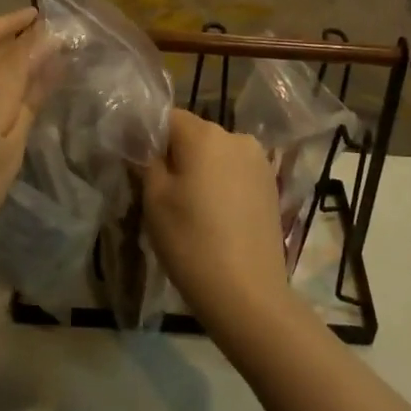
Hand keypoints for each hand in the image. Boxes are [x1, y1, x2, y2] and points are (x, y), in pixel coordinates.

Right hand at [142, 110, 290, 331]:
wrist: (247, 293)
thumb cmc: (191, 242)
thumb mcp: (154, 201)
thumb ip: (147, 162)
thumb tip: (145, 145)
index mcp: (204, 135)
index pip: (168, 117)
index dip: (149, 136)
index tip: (138, 164)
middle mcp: (236, 137)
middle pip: (195, 135)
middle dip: (177, 155)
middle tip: (161, 191)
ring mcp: (259, 161)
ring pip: (217, 154)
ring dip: (202, 170)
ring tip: (191, 208)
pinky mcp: (271, 185)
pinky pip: (236, 172)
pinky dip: (223, 184)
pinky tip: (216, 217)